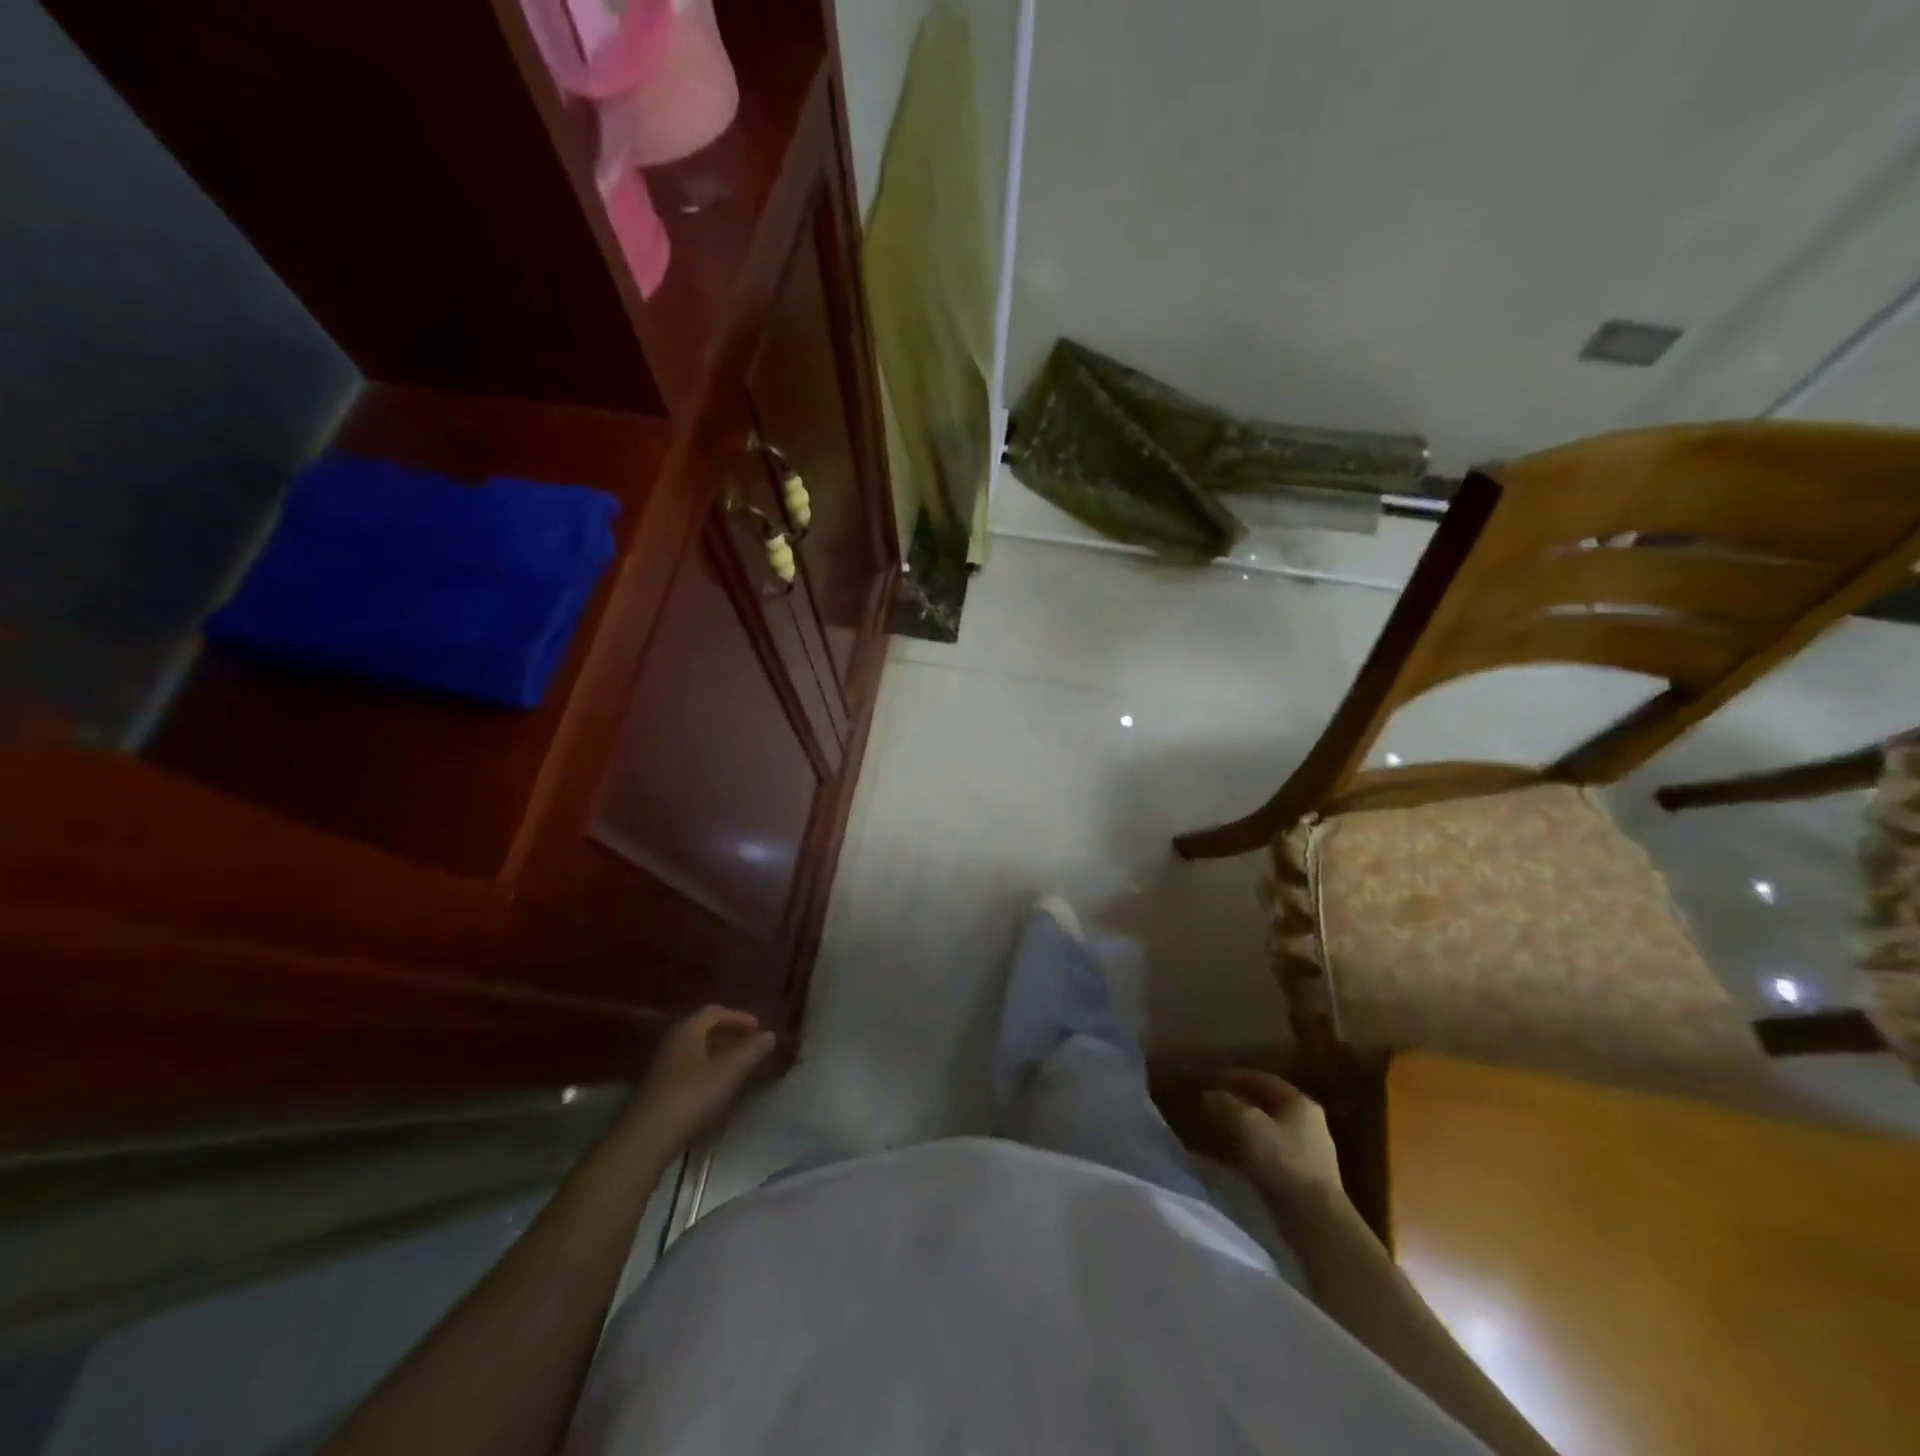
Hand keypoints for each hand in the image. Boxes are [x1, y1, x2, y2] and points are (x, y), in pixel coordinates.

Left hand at [627, 1006, 777, 1151]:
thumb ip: (752, 1050)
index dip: (739, 1017)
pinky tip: (717, 1090)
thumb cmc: (690, 1097)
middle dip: (730, 1035)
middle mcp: (672, 1042)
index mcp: (687, 1030)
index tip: (759, 1030)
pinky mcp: (659, 1089)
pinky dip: (708, 1071)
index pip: (715, 1011)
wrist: (644, 1140)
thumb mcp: (729, 1072)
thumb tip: (770, 1035)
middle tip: (752, 1047)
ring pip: (697, 1051)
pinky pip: (689, 1069)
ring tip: (739, 1068)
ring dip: (720, 1055)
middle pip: (704, 1029)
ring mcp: (663, 1066)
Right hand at [1204, 1070, 1346, 1217]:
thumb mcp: (1246, 1124)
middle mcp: (1311, 1123)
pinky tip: (1242, 1157)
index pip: (1264, 1080)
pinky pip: (1277, 1153)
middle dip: (1243, 1101)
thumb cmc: (1282, 1162)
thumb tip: (1210, 1095)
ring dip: (1250, 1126)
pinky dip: (1257, 1148)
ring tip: (1226, 1129)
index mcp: (1300, 1103)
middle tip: (1219, 1103)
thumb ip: (1226, 1104)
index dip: (1237, 1077)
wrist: (1317, 1221)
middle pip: (1271, 1104)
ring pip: (1274, 1129)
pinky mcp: (1310, 1179)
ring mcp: (1313, 1152)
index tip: (1214, 1079)